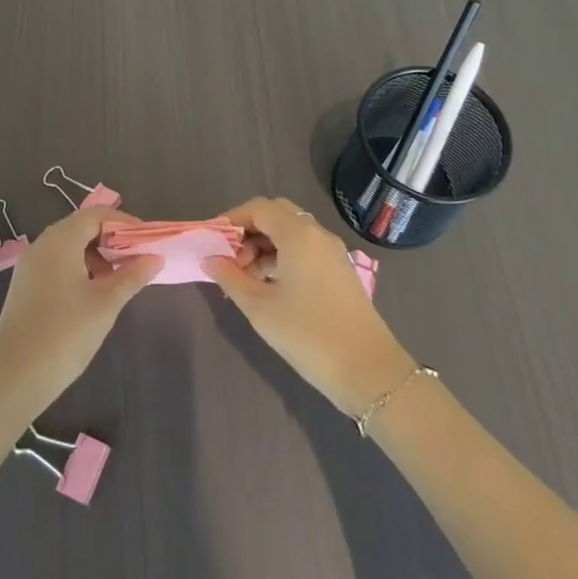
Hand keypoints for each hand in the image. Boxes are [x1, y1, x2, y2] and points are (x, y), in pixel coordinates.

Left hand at [0, 208, 161, 421]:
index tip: (147, 241)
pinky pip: (57, 264)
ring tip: (118, 281)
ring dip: (96, 256)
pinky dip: (79, 269)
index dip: (124, 223)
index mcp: (61, 240)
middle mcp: (42, 245)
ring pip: (69, 247)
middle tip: (137, 260)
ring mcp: (30, 266)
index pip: (97, 215)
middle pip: (81, 227)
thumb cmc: (65, 333)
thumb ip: (131, 276)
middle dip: (111, 240)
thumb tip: (155, 257)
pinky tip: (93, 295)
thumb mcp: (105, 303)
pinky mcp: (25, 286)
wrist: (14, 375)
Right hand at [204, 197, 416, 416]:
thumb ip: (230, 277)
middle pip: (276, 214)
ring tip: (245, 278)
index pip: (258, 208)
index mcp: (298, 234)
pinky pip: (305, 248)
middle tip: (230, 259)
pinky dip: (282, 256)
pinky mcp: (339, 270)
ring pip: (291, 232)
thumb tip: (209, 259)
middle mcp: (317, 234)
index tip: (212, 241)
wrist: (368, 371)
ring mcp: (332, 251)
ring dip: (264, 244)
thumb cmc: (308, 335)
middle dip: (248, 230)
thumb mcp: (259, 307)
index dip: (231, 219)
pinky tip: (269, 285)